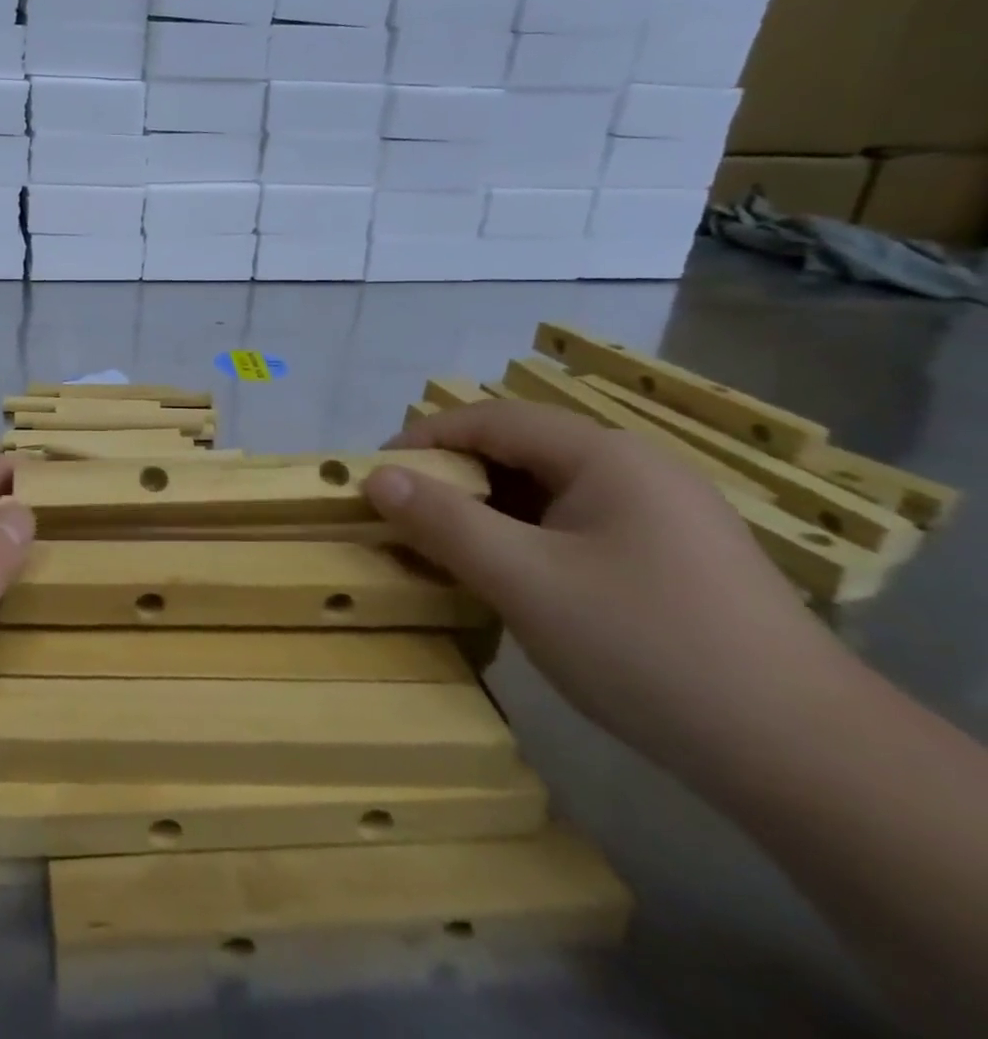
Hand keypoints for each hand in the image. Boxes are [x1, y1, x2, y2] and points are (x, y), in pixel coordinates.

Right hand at [366, 401, 844, 780]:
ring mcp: (659, 517)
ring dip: (486, 514)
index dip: (424, 438)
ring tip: (442, 551)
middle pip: (519, 452)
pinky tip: (506, 581)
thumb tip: (376, 477)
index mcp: (605, 455)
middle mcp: (635, 470)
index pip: (491, 419)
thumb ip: (444, 521)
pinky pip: (573, 529)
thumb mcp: (525, 580)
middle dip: (452, 479)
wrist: (807, 761)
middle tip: (402, 518)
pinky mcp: (669, 561)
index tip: (373, 475)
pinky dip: (524, 542)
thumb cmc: (646, 647)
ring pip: (545, 493)